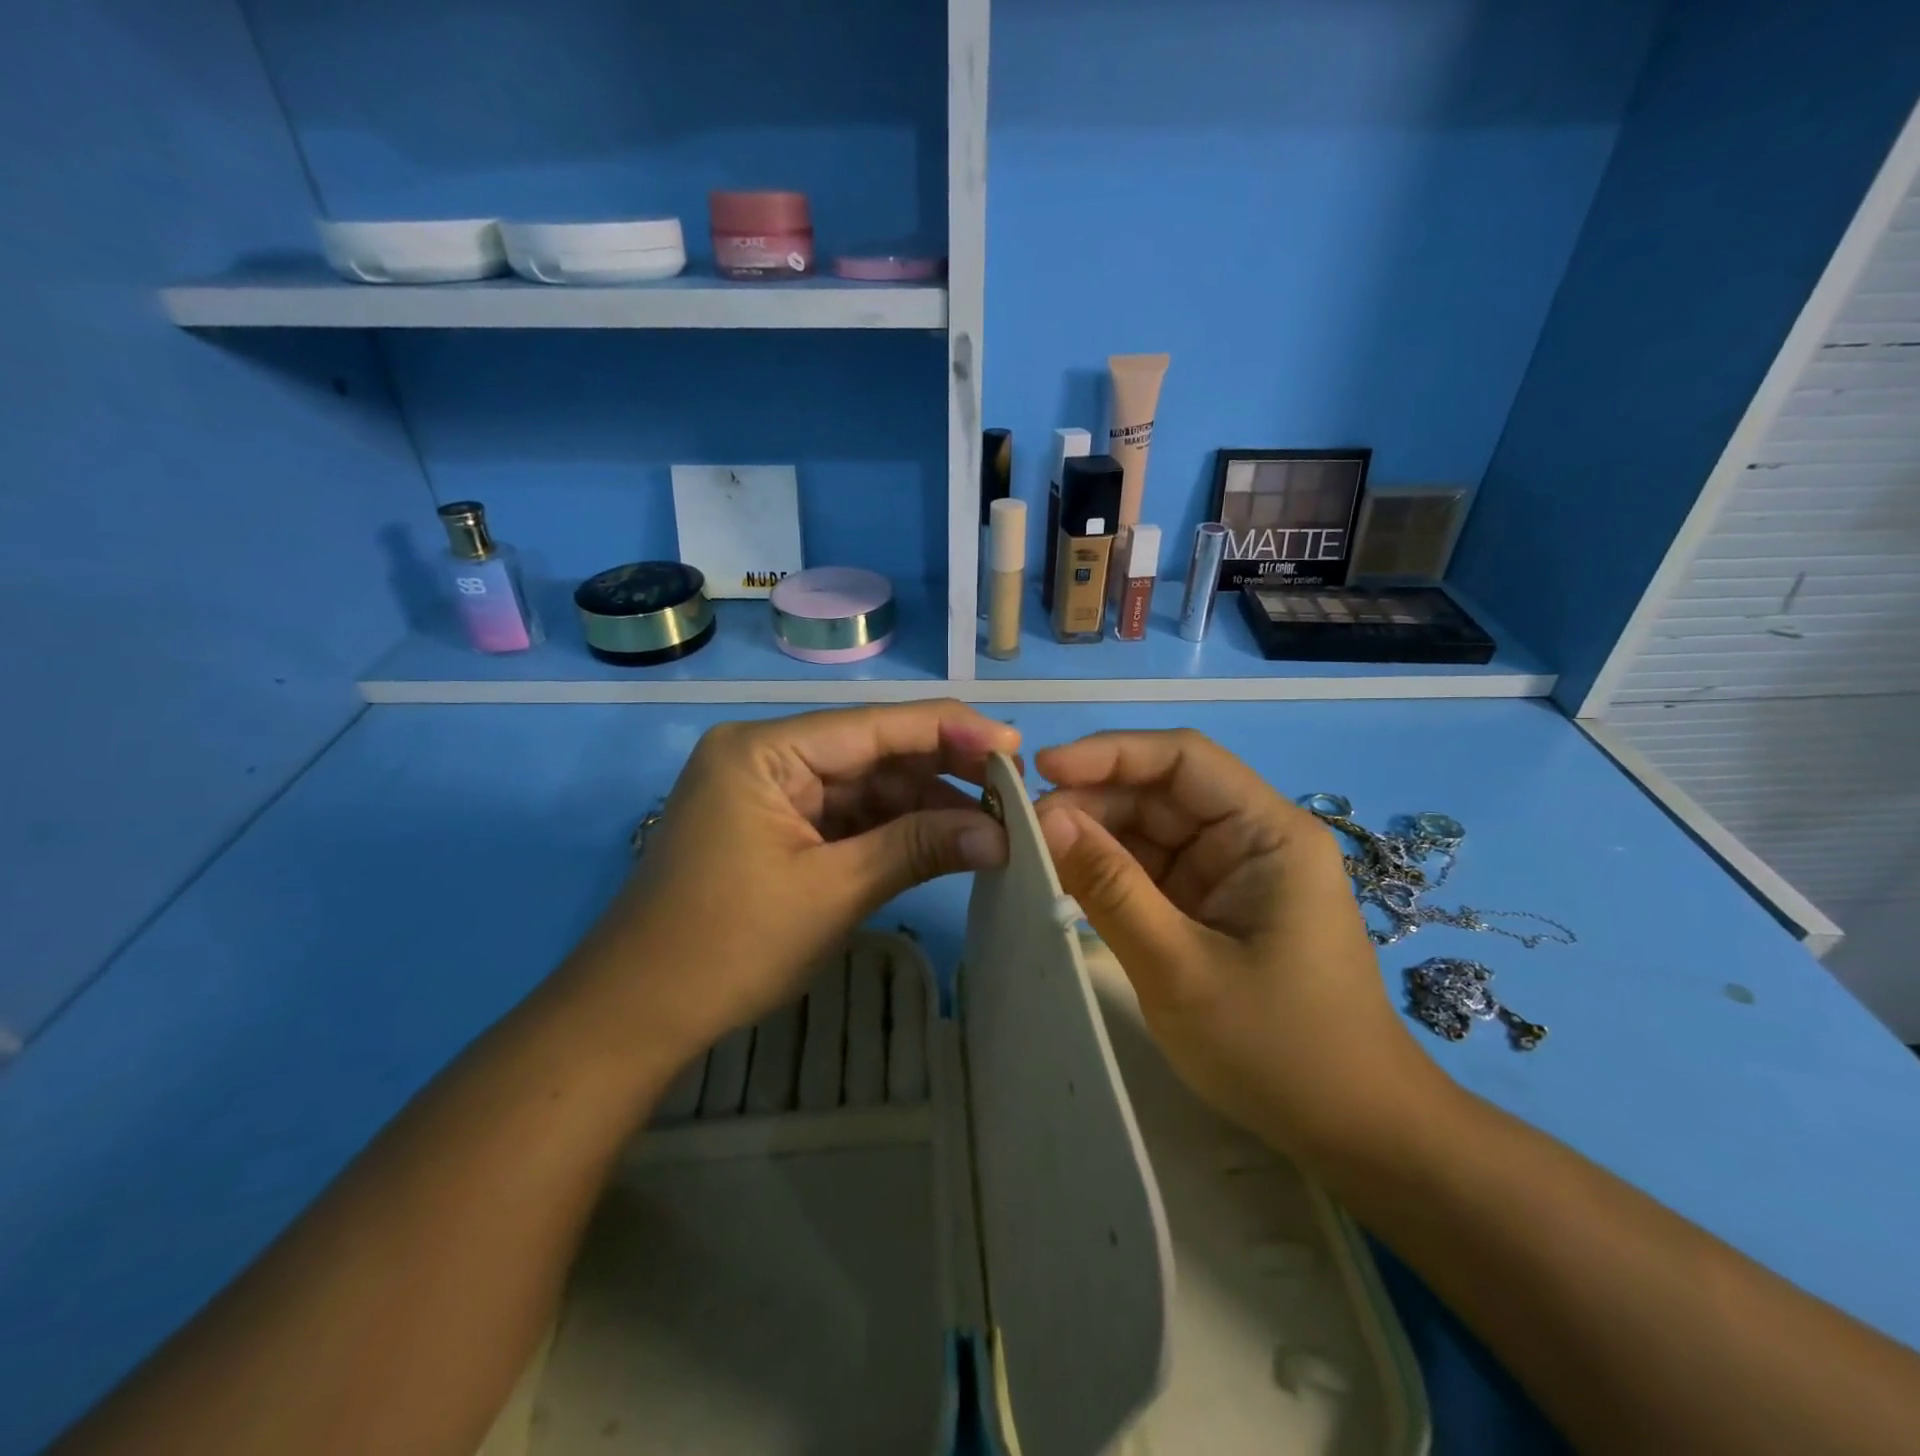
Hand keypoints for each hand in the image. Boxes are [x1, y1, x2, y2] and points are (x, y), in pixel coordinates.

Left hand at [567, 701, 1019, 1068]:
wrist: (637, 1015)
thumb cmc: (726, 947)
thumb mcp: (832, 892)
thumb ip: (917, 848)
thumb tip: (1001, 835)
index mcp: (766, 751)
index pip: (874, 725)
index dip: (949, 731)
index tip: (1014, 746)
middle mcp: (768, 756)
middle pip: (873, 750)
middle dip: (942, 770)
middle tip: (1012, 789)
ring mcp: (772, 792)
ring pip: (866, 785)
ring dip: (924, 804)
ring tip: (991, 822)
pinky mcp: (778, 826)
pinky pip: (848, 816)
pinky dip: (894, 829)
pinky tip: (944, 840)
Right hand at [1034, 729, 1444, 1159]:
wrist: (1352, 1133)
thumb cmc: (1278, 1049)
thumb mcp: (1179, 968)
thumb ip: (1109, 887)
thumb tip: (1045, 817)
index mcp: (1268, 832)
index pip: (1183, 759)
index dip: (1110, 753)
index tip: (1042, 769)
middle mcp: (1251, 838)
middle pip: (1161, 792)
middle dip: (1092, 802)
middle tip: (1023, 829)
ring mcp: (1231, 874)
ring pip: (1150, 831)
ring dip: (1094, 837)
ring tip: (1033, 854)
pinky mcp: (1213, 907)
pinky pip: (1152, 871)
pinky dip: (1108, 873)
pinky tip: (1065, 881)